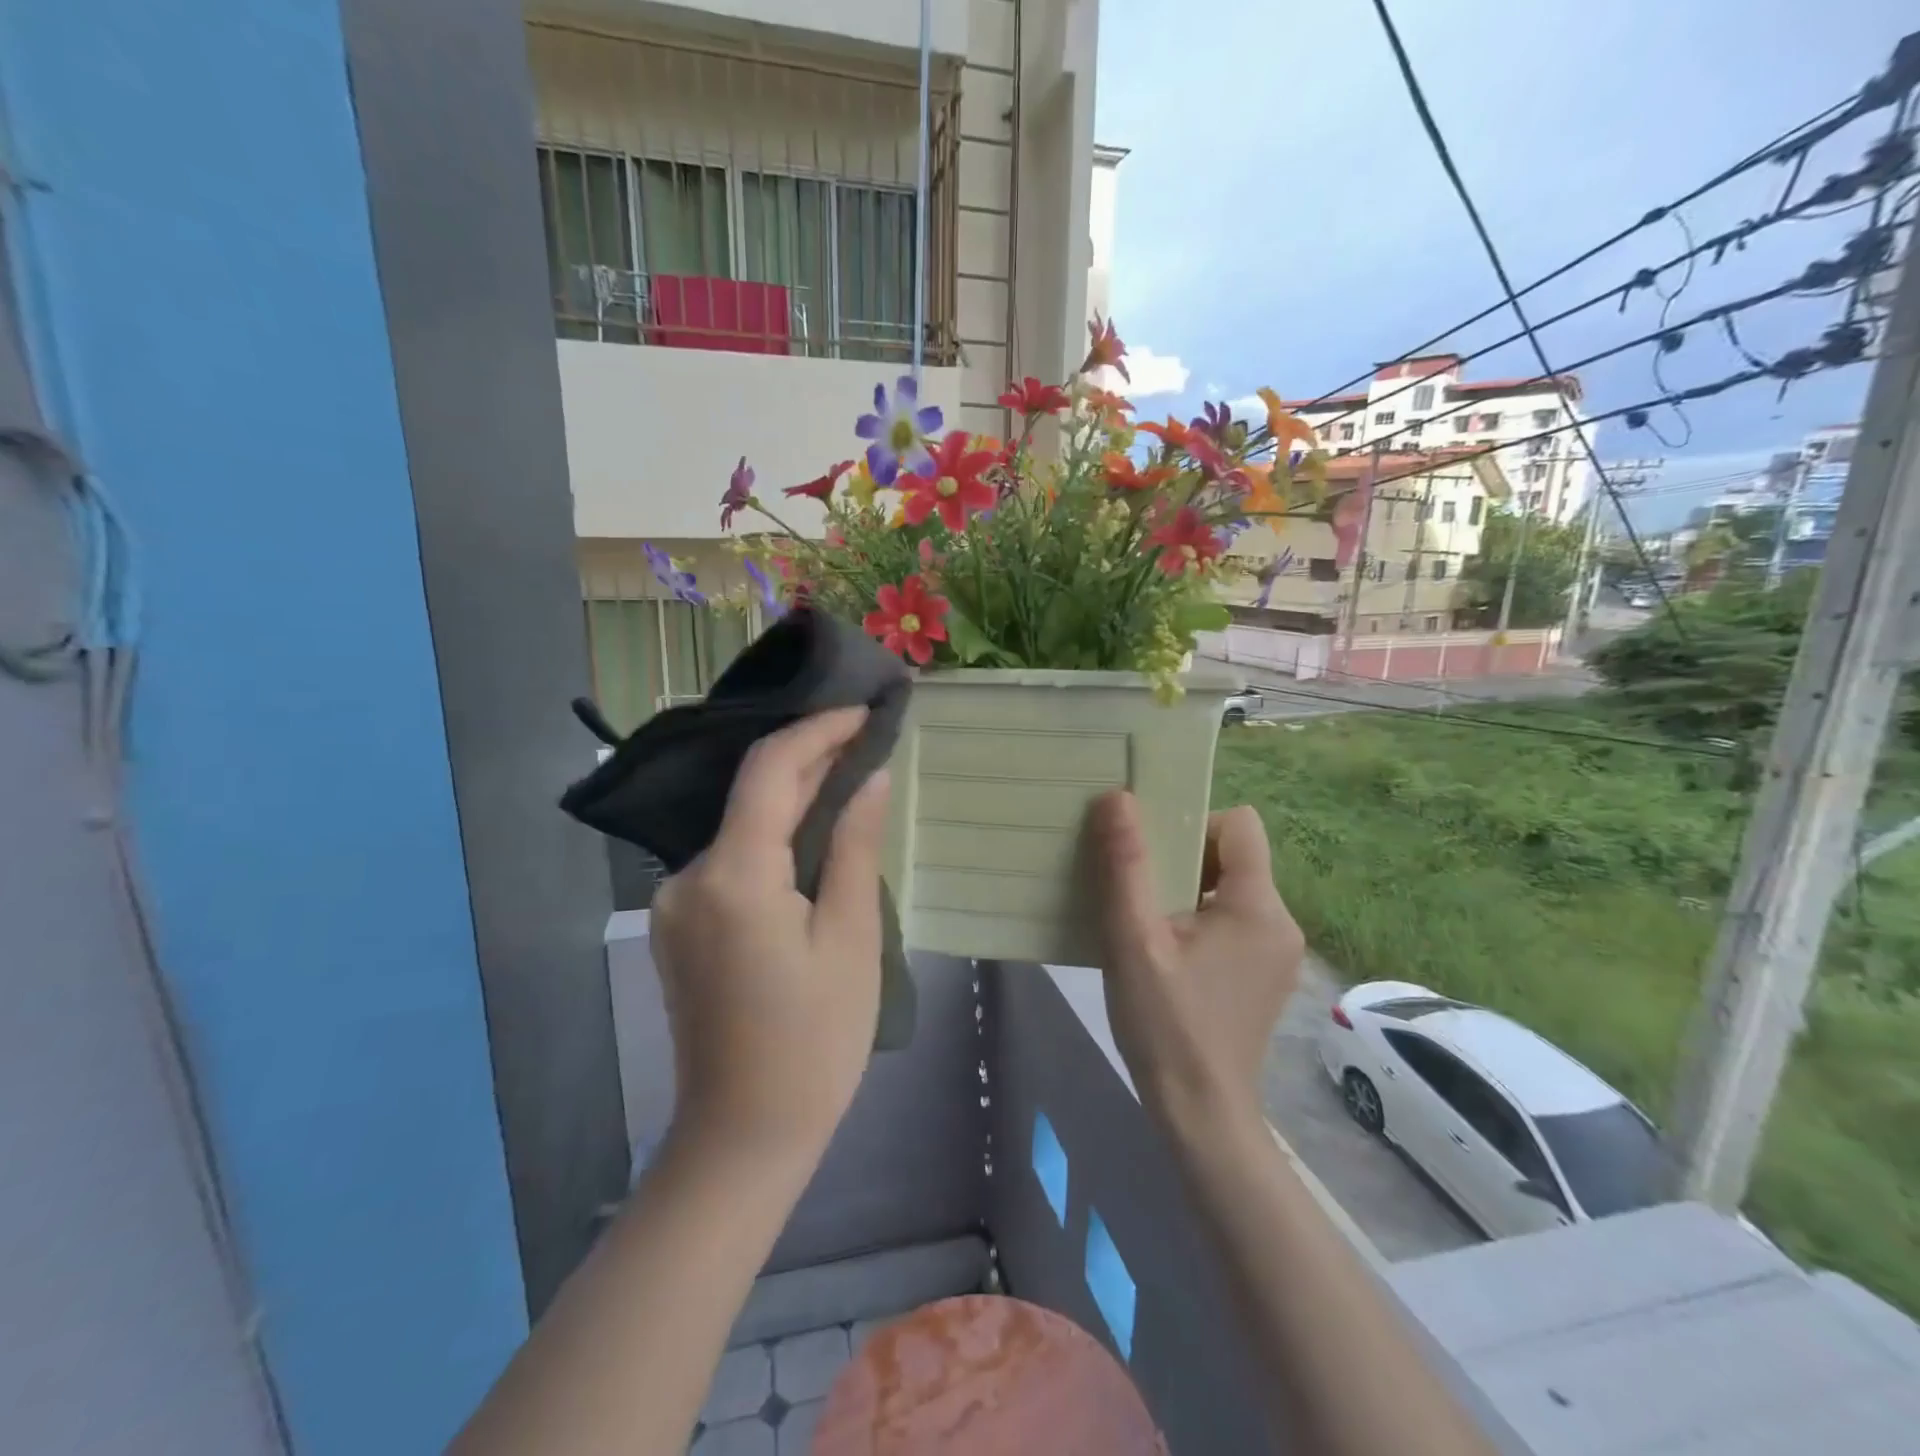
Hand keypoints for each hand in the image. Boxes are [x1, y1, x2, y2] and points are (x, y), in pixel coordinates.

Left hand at [650, 707, 890, 1156]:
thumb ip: (853, 846)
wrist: (743, 1136)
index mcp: (733, 876)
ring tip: (849, 778)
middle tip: (866, 737)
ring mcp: (675, 901)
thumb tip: (870, 777)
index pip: (769, 770)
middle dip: (809, 760)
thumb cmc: (815, 1041)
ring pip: (740, 826)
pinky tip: (811, 837)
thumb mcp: (851, 938)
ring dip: (792, 798)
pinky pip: (731, 859)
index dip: (816, 731)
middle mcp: (688, 876)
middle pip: (751, 795)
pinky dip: (772, 838)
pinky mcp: (679, 923)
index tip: (862, 711)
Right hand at [1091, 791, 1304, 1129]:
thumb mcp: (1133, 940)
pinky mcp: (1263, 976)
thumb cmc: (1166, 1024)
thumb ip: (1126, 865)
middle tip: (1136, 886)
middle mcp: (1281, 922)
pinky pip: (1231, 922)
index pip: (1240, 824)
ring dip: (1185, 891)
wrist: (1200, 1116)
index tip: (1150, 851)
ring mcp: (1277, 954)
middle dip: (1182, 859)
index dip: (1193, 823)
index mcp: (1258, 907)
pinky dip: (1197, 920)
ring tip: (1144, 920)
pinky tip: (1164, 953)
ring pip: (1229, 890)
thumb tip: (1118, 797)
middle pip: (1233, 856)